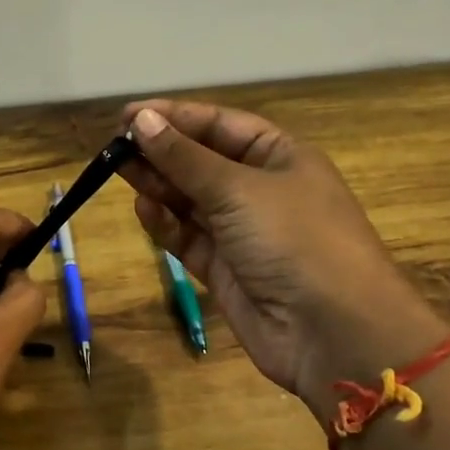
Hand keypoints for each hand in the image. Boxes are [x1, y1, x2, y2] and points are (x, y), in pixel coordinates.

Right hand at [119, 103, 448, 426]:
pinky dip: (165, 223)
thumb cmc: (295, 239)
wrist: (335, 333)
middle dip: (161, 151)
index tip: (128, 116)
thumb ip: (184, 157)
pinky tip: (143, 208)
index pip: (219, 124)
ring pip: (190, 198)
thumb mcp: (238, 188)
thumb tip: (140, 120)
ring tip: (117, 169)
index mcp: (279, 156)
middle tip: (114, 144)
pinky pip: (188, 236)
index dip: (174, 117)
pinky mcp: (224, 269)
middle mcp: (260, 189)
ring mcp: (242, 231)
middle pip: (201, 160)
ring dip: (158, 184)